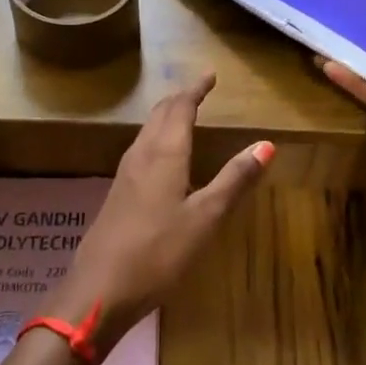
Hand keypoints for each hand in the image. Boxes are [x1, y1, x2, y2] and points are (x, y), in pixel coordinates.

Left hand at [50, 73, 271, 350]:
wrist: (99, 289)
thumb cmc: (158, 252)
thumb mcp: (205, 218)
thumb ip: (234, 180)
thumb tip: (265, 144)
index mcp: (164, 154)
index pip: (180, 108)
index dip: (196, 89)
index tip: (210, 75)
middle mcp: (141, 155)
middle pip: (160, 115)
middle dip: (180, 99)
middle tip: (199, 91)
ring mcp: (124, 175)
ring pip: (147, 132)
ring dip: (166, 117)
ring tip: (183, 114)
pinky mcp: (117, 194)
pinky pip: (140, 150)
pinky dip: (157, 138)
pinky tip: (162, 157)